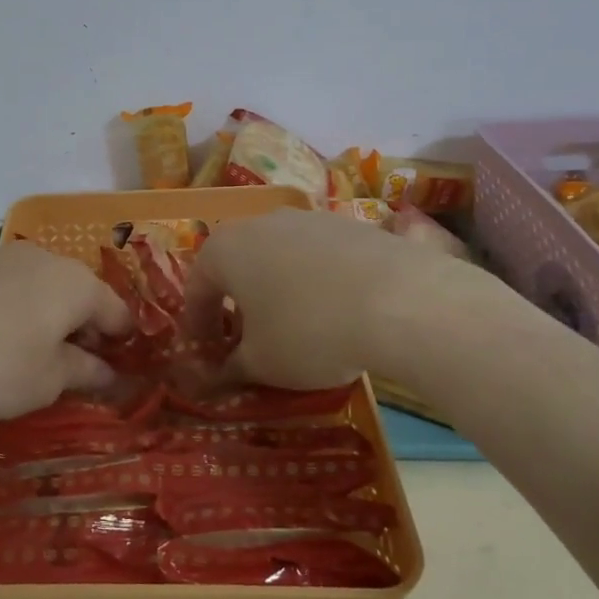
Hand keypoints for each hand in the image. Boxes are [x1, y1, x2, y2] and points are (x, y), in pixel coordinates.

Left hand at [0, 243, 130, 426]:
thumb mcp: (47, 381)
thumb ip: (84, 371)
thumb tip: (107, 371)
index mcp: (75, 283)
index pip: (115, 309)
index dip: (121, 339)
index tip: (118, 367)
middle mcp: (43, 258)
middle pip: (77, 290)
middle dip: (81, 324)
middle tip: (72, 364)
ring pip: (38, 283)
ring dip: (44, 312)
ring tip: (29, 350)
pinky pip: (3, 284)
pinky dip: (10, 305)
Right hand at [184, 208, 528, 391]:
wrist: (402, 301)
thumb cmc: (309, 331)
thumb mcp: (261, 363)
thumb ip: (228, 369)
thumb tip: (209, 379)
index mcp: (225, 248)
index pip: (197, 289)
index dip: (198, 327)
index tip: (206, 358)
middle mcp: (260, 222)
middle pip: (237, 266)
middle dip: (237, 306)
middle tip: (246, 343)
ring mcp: (309, 218)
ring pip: (278, 258)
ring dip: (276, 291)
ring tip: (294, 328)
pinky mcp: (351, 224)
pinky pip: (318, 257)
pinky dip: (315, 283)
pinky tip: (336, 312)